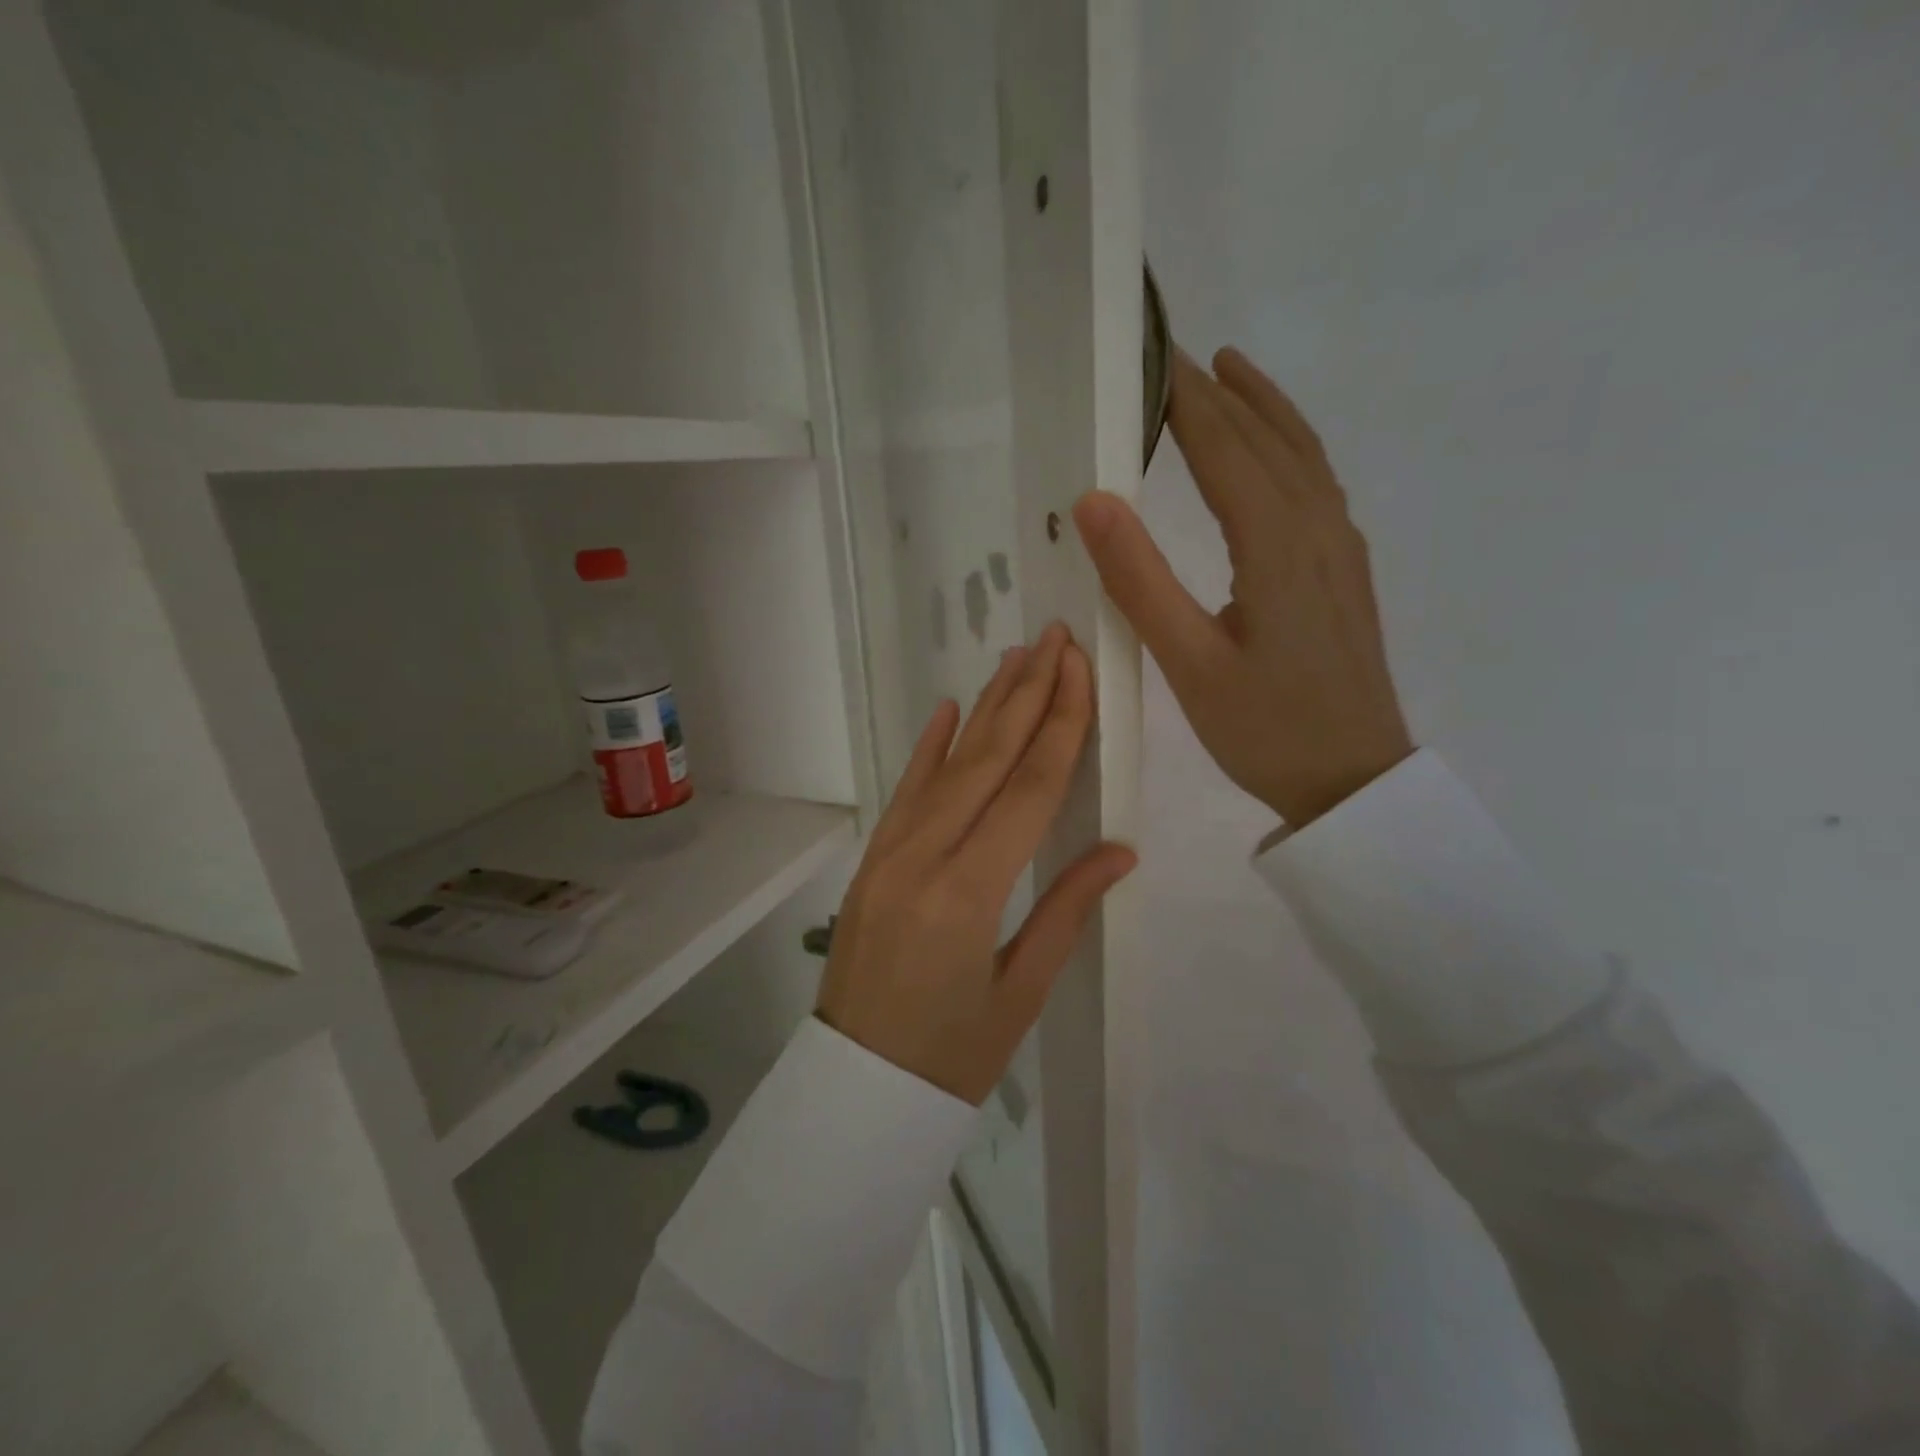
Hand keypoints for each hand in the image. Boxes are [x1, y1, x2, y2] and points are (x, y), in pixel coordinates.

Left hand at [816, 624, 1136, 1104]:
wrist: (858, 1087)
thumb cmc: (952, 1056)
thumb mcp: (1022, 993)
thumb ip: (1067, 910)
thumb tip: (1120, 848)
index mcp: (970, 893)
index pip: (1029, 789)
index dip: (1060, 724)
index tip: (1078, 668)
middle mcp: (925, 857)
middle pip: (987, 760)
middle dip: (1026, 694)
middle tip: (1052, 638)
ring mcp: (890, 852)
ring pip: (947, 765)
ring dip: (985, 709)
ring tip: (1015, 658)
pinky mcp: (872, 858)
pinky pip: (906, 791)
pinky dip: (928, 747)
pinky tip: (948, 710)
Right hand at [1074, 347, 1411, 827]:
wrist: (1354, 781)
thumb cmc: (1266, 730)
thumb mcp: (1189, 664)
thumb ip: (1140, 580)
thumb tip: (1092, 500)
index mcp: (1276, 544)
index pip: (1224, 446)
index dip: (1185, 398)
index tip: (1148, 352)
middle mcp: (1317, 528)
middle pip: (1266, 437)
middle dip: (1219, 391)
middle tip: (1172, 352)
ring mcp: (1340, 547)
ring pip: (1302, 454)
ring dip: (1262, 407)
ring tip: (1227, 370)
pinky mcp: (1346, 569)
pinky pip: (1316, 483)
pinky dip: (1289, 445)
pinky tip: (1273, 451)